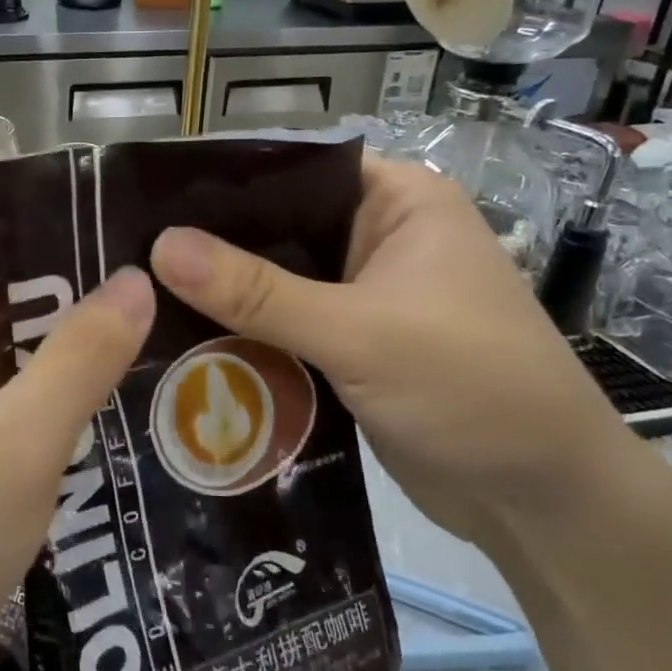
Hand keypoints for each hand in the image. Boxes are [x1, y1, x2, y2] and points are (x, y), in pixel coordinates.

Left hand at [0, 224, 154, 670]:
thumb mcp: (19, 442)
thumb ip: (82, 353)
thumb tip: (136, 279)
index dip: (50, 241)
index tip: (125, 247)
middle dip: (59, 308)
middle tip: (148, 303)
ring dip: (47, 362)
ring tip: (137, 349)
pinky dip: (24, 406)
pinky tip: (90, 412)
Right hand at [149, 156, 635, 547]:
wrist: (540, 501)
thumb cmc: (470, 388)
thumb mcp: (359, 332)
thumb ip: (258, 292)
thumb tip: (160, 248)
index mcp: (398, 201)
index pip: (295, 170)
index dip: (225, 182)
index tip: (148, 201)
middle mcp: (380, 237)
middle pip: (278, 228)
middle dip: (214, 246)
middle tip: (131, 256)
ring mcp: (365, 295)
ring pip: (277, 282)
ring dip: (225, 296)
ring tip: (140, 297)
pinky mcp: (351, 345)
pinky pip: (284, 327)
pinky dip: (245, 335)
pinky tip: (183, 341)